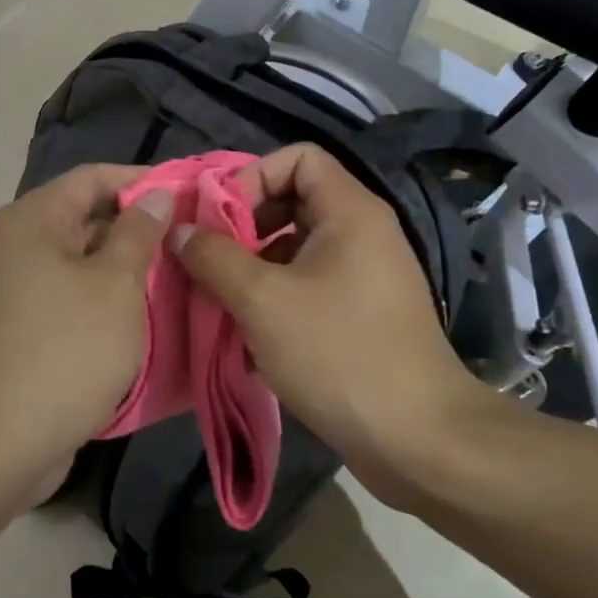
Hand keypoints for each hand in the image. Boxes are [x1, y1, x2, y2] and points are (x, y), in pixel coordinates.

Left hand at [0, 165, 174, 472]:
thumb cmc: (64, 352)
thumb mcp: (116, 286)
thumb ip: (139, 233)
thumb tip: (156, 194)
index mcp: (31, 221)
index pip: (93, 178)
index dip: (142, 180)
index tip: (188, 195)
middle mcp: (12, 245)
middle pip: (83, 217)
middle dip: (136, 228)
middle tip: (189, 241)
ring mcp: (8, 289)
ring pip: (76, 261)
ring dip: (121, 267)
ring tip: (174, 277)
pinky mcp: (14, 328)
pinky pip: (65, 296)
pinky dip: (99, 299)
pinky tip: (137, 316)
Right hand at [170, 143, 498, 493]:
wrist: (419, 440)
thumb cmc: (339, 355)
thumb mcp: (263, 301)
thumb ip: (214, 257)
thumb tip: (179, 230)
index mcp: (349, 212)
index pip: (297, 157)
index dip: (252, 176)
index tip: (219, 220)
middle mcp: (362, 233)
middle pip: (292, 200)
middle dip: (244, 226)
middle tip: (208, 261)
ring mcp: (364, 275)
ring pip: (295, 248)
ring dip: (252, 268)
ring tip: (219, 301)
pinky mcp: (361, 313)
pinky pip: (308, 285)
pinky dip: (275, 299)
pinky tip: (248, 337)